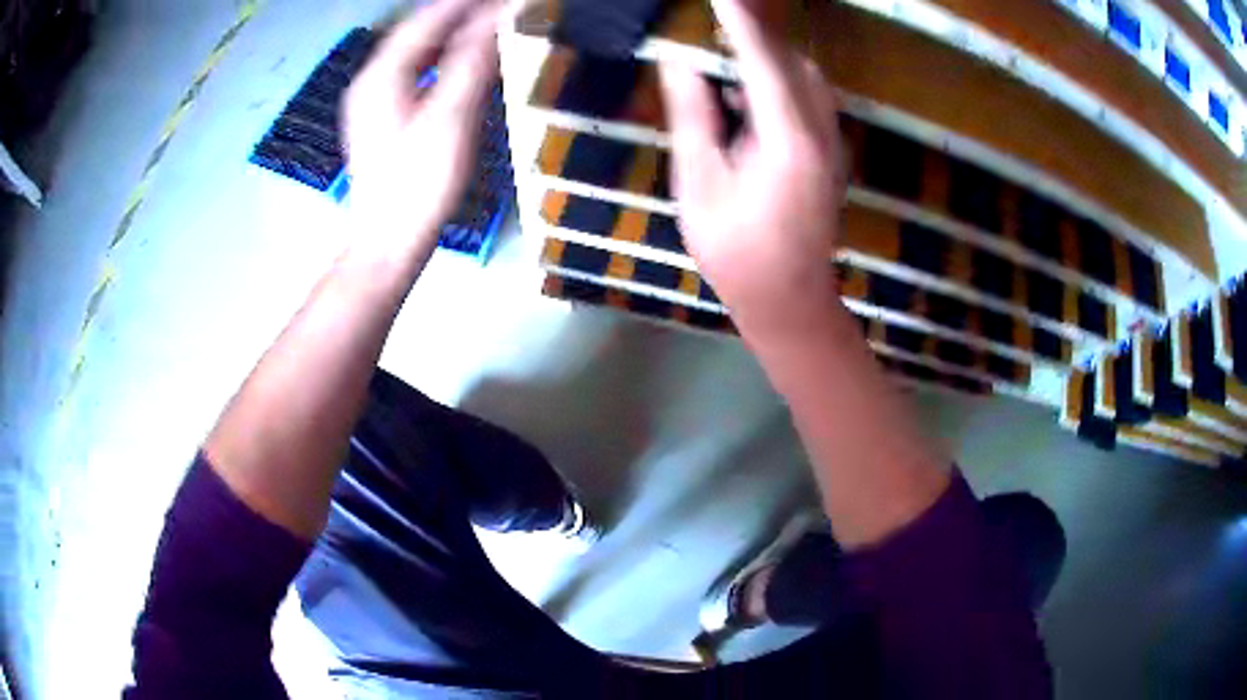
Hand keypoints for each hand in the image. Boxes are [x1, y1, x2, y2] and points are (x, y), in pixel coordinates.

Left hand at [343, 0, 500, 257]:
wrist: (387, 244)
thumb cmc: (418, 184)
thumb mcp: (450, 119)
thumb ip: (472, 62)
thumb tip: (496, 17)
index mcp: (382, 75)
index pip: (427, 20)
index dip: (466, 3)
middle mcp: (371, 81)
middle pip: (416, 32)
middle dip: (457, 14)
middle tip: (497, 8)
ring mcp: (372, 102)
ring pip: (413, 52)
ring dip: (449, 34)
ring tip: (485, 25)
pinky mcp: (381, 121)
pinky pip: (412, 73)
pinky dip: (439, 58)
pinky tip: (459, 62)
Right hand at [659, 0, 843, 334]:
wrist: (790, 300)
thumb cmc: (737, 251)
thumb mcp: (701, 182)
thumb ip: (694, 115)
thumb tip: (679, 62)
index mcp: (789, 140)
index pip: (763, 59)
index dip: (739, 20)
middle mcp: (822, 132)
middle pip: (793, 61)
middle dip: (756, 31)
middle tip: (719, 17)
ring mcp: (833, 142)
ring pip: (806, 76)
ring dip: (768, 54)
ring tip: (726, 48)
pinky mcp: (832, 151)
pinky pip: (809, 97)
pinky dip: (779, 78)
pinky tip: (746, 90)